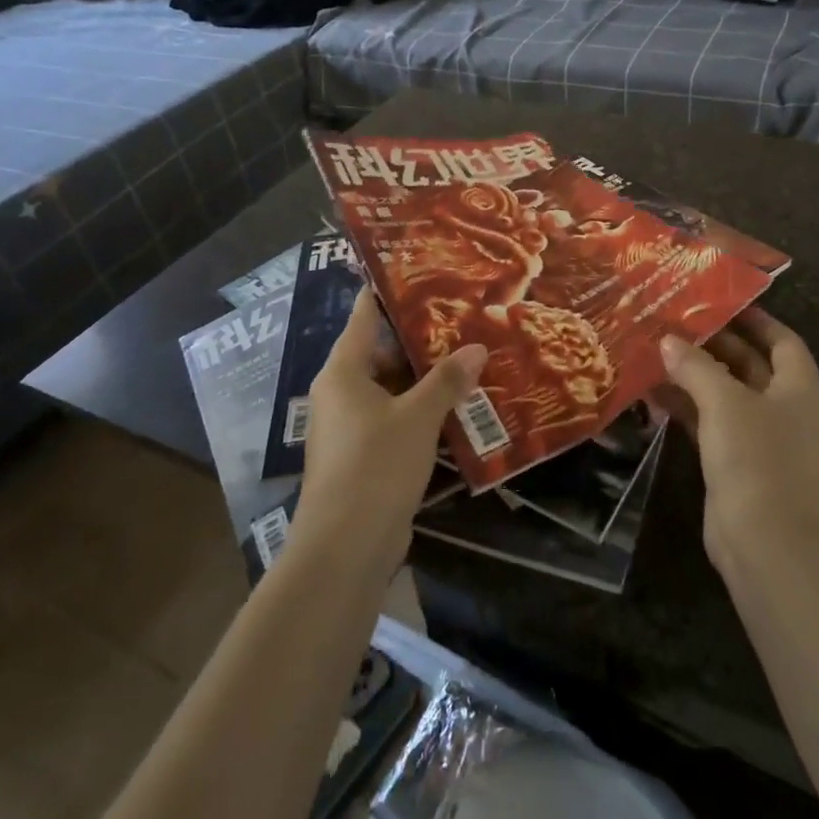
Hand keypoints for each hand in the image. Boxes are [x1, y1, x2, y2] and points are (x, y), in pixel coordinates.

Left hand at [291, 289, 488, 573]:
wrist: (345, 547)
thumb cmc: (376, 465)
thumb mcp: (417, 417)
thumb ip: (447, 380)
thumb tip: (477, 347)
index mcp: (343, 371)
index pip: (365, 316)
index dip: (389, 293)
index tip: (421, 271)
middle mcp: (341, 393)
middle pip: (381, 352)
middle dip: (421, 339)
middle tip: (462, 317)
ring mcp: (350, 427)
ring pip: (391, 388)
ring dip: (424, 379)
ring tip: (468, 357)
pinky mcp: (363, 456)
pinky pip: (394, 419)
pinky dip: (420, 410)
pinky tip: (456, 406)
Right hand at [659, 308, 818, 574]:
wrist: (766, 544)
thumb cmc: (756, 458)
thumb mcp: (724, 402)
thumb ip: (695, 366)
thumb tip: (669, 341)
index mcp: (799, 388)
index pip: (782, 341)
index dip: (755, 319)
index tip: (719, 303)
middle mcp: (785, 409)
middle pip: (751, 365)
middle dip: (715, 345)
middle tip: (675, 323)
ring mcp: (762, 439)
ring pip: (726, 395)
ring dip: (695, 376)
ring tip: (656, 352)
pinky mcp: (738, 464)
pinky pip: (711, 423)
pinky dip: (687, 408)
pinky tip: (653, 395)